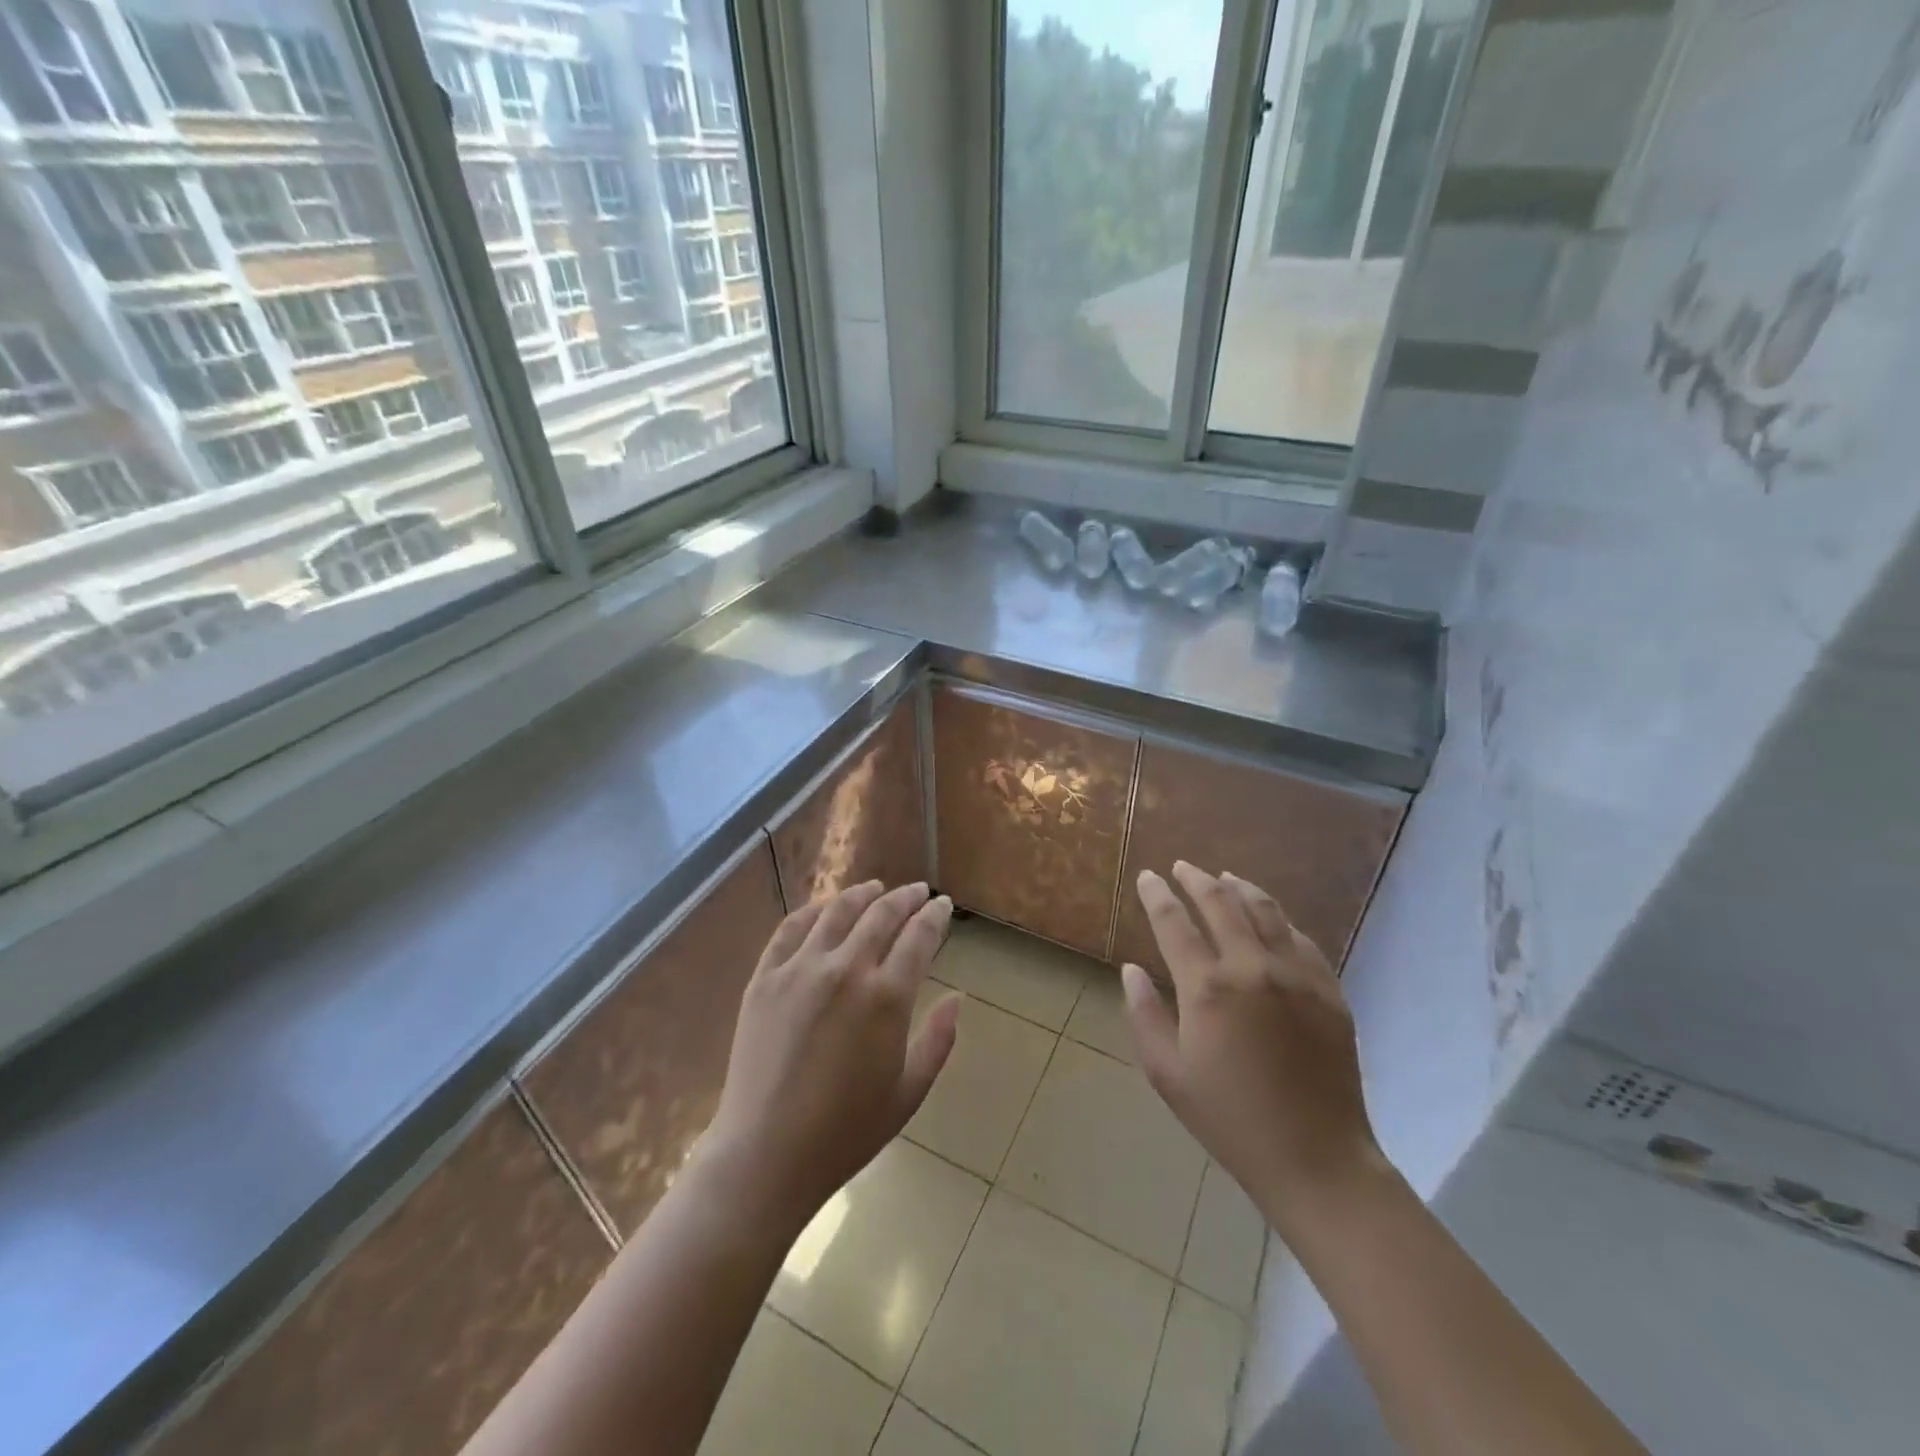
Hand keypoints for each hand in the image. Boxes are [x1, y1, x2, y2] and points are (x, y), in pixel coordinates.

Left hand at [701, 881, 958, 1230]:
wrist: (765, 1155)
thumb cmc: (846, 1132)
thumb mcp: (909, 1092)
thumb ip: (939, 1040)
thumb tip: (957, 998)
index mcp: (886, 997)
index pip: (919, 937)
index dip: (934, 916)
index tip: (943, 905)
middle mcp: (845, 970)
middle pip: (881, 915)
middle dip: (905, 898)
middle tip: (917, 892)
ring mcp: (799, 970)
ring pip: (837, 912)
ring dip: (862, 894)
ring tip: (875, 887)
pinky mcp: (764, 978)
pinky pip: (790, 929)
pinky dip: (812, 910)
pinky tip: (823, 908)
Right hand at [1124, 862, 1385, 1236]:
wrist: (1316, 1159)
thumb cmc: (1229, 1119)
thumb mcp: (1167, 1074)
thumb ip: (1144, 1015)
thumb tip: (1131, 970)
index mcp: (1207, 988)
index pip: (1174, 923)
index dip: (1156, 895)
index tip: (1147, 877)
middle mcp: (1252, 968)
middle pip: (1221, 903)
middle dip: (1196, 879)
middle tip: (1181, 868)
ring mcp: (1297, 976)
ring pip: (1266, 911)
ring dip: (1240, 888)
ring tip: (1225, 878)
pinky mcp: (1329, 991)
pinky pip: (1302, 939)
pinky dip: (1279, 920)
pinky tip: (1270, 918)